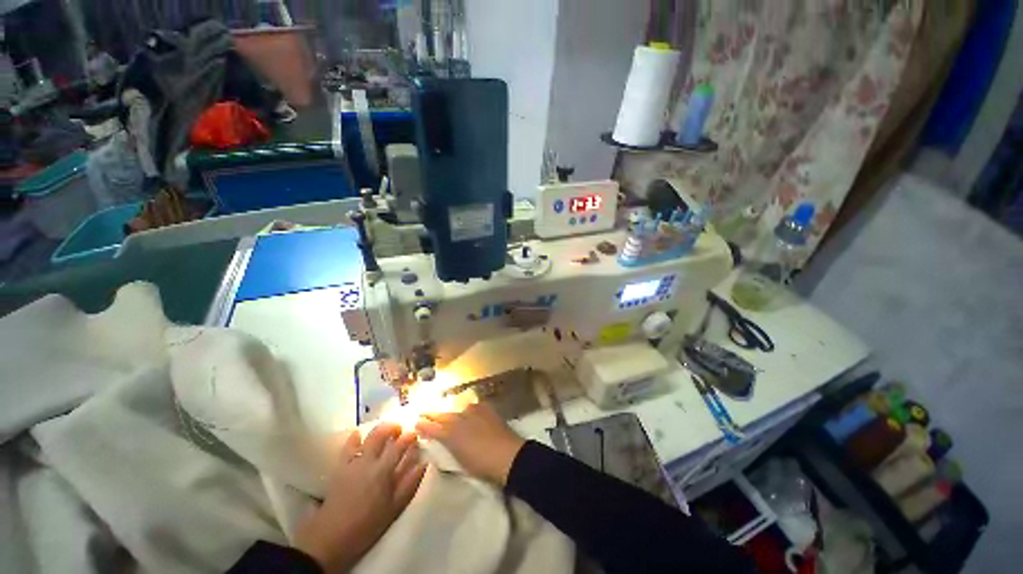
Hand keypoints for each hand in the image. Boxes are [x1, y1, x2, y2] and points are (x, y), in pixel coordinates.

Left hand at [294, 423, 425, 572]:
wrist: (333, 537)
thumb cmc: (368, 524)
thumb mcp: (395, 507)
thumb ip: (410, 483)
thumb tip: (423, 463)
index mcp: (384, 470)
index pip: (400, 444)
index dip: (410, 436)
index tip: (415, 434)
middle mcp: (369, 460)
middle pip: (382, 434)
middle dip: (393, 427)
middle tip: (400, 429)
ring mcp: (353, 462)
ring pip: (367, 437)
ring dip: (378, 430)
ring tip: (385, 431)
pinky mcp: (340, 466)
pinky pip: (348, 446)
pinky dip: (355, 437)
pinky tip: (359, 434)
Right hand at [416, 403, 525, 485]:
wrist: (507, 455)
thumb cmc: (481, 464)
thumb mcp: (459, 459)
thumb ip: (448, 447)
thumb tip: (440, 438)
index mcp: (451, 434)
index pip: (433, 427)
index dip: (424, 425)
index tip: (416, 422)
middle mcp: (460, 418)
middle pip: (443, 415)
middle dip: (433, 415)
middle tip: (424, 414)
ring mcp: (474, 412)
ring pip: (457, 410)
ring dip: (451, 413)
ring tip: (448, 416)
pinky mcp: (486, 409)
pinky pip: (473, 407)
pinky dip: (468, 411)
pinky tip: (469, 413)